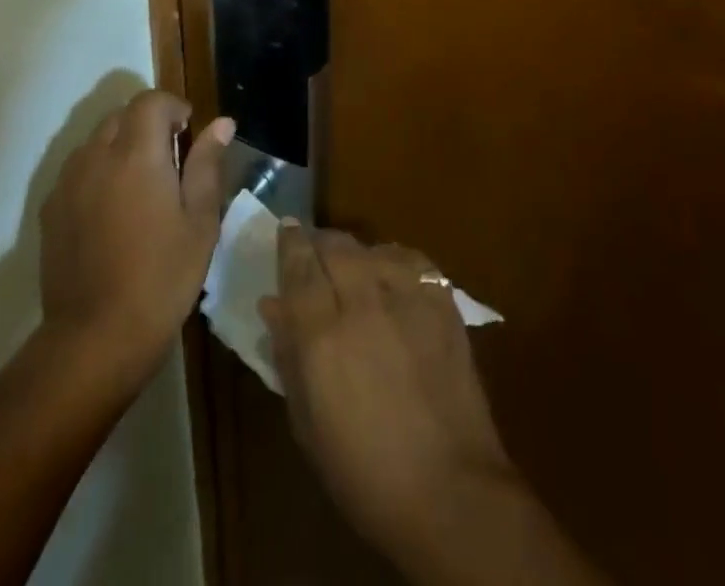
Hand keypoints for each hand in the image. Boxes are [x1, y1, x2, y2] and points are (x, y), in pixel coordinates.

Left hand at [38, 89, 234, 389]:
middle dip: (148, 125)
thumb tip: (221, 123)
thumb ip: (207, 164)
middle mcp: (97, 155)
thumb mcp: (199, 222)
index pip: (151, 101)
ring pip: (97, 141)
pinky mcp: (51, 208)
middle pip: (122, 116)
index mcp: (137, 153)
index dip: (173, 107)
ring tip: (141, 188)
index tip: (188, 133)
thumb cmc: (161, 277)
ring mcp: (68, 181)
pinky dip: (98, 173)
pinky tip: (112, 213)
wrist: (95, 337)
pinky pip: (78, 170)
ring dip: (121, 147)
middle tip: (170, 162)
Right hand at [260, 226, 518, 559]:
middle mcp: (361, 302)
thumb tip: (272, 305)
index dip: (290, 242)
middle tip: (315, 254)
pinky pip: (412, 260)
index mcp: (321, 334)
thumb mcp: (307, 424)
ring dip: (356, 253)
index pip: (299, 265)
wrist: (451, 494)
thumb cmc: (365, 473)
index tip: (286, 229)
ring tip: (354, 268)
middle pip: (334, 245)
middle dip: (320, 243)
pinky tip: (392, 274)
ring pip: (371, 247)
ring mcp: (406, 298)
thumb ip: (287, 356)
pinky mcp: (442, 303)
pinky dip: (395, 260)